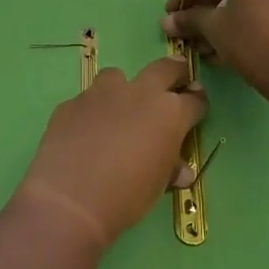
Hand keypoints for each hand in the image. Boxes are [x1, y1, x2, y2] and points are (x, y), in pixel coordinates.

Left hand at [15, 59, 207, 249]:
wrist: (71, 199)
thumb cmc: (127, 196)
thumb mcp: (158, 186)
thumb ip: (170, 169)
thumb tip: (180, 170)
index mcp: (169, 114)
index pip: (193, 100)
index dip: (198, 102)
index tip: (196, 104)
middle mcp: (138, 94)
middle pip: (163, 69)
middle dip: (174, 72)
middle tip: (175, 80)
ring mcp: (101, 94)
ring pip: (117, 77)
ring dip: (124, 88)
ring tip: (120, 109)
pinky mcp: (71, 104)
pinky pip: (87, 101)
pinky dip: (92, 112)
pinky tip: (86, 133)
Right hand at [164, 0, 268, 99]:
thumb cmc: (255, 46)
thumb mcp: (215, 31)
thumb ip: (189, 19)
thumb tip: (168, 21)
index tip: (175, 14)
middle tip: (190, 27)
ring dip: (222, 10)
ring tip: (210, 41)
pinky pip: (266, 0)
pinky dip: (246, 14)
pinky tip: (237, 43)